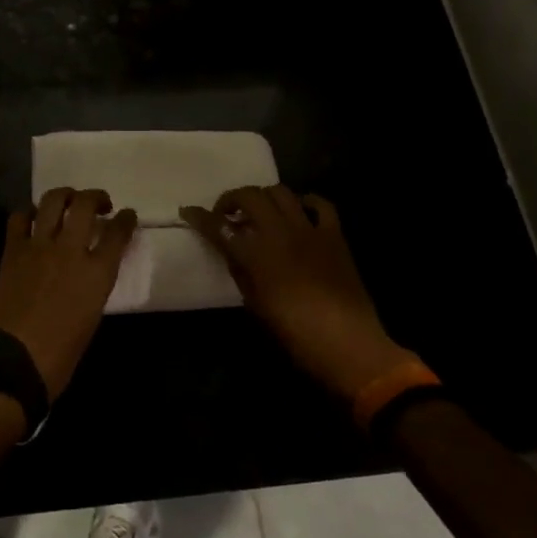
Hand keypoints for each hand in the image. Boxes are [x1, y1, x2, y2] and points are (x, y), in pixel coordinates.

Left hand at [0, 188, 137, 400]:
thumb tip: (91, 269)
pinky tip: (34, 219)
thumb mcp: (92, 317)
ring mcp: (38, 246)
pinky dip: (28, 212)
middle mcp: (70, 251)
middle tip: (100, 204)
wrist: (14, 362)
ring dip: (65, 195)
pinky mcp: (13, 250)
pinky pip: (19, 218)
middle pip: (85, 205)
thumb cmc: (61, 354)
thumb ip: (95, 285)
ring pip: (53, 201)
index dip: (126, 220)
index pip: (118, 233)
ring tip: (69, 201)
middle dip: (96, 197)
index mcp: (96, 273)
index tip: (127, 215)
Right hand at [181, 186, 415, 401]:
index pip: (219, 226)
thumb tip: (233, 252)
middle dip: (231, 199)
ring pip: (280, 192)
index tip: (187, 212)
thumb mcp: (256, 305)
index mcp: (256, 254)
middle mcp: (279, 232)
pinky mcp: (334, 235)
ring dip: (263, 197)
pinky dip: (305, 203)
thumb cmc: (295, 334)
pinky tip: (299, 212)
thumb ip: (241, 272)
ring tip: (259, 212)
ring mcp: (309, 229)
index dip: (199, 217)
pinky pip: (320, 205)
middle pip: (249, 196)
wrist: (349, 345)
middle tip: (225, 214)